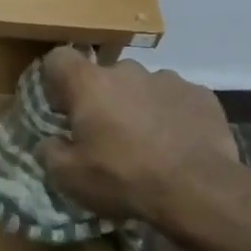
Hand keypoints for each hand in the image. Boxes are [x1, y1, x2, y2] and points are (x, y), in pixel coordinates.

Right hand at [36, 48, 240, 231]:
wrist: (198, 191)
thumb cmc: (123, 179)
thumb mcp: (69, 177)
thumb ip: (50, 152)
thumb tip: (50, 141)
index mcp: (89, 84)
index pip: (59, 59)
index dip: (56, 81)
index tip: (63, 109)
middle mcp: (127, 71)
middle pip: (104, 76)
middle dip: (102, 99)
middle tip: (107, 135)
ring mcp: (168, 79)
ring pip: (142, 87)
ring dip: (138, 106)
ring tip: (147, 143)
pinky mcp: (201, 95)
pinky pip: (176, 99)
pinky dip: (172, 115)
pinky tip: (178, 144)